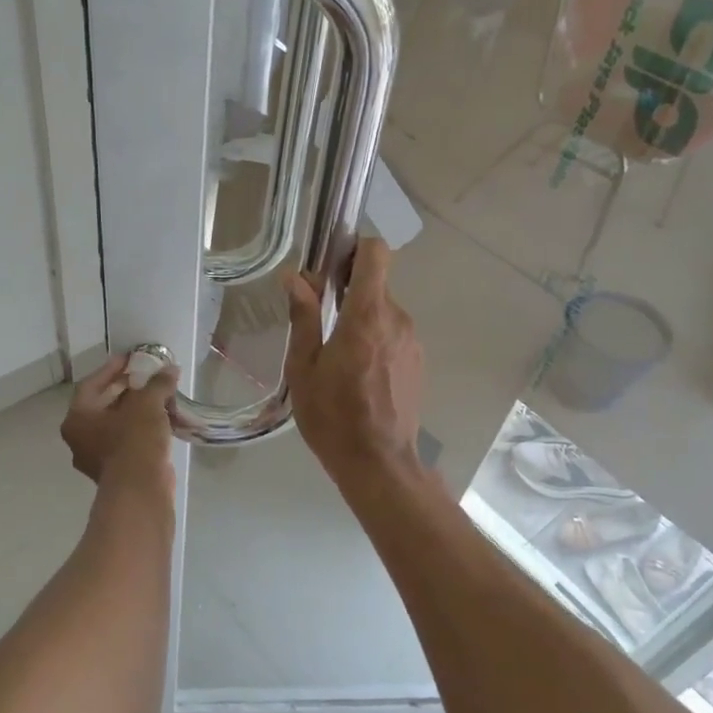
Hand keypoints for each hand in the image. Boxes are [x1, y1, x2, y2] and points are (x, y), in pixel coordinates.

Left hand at [61, 354, 178, 489]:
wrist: (140, 491)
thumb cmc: (134, 441)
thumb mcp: (147, 404)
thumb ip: (157, 383)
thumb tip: (170, 370)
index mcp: (77, 419)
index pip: (91, 384)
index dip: (112, 368)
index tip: (130, 358)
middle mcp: (80, 439)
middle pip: (104, 405)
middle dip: (127, 389)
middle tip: (147, 376)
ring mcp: (97, 458)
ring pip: (117, 425)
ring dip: (137, 410)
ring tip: (159, 397)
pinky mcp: (117, 472)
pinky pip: (128, 442)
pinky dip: (143, 429)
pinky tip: (163, 421)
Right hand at [282, 238, 425, 488]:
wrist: (379, 463)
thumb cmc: (333, 417)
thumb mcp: (304, 368)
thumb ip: (303, 317)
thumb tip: (294, 277)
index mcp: (367, 316)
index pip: (376, 254)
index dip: (354, 249)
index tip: (330, 265)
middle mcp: (397, 320)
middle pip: (376, 283)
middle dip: (348, 290)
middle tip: (319, 318)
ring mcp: (412, 341)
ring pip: (384, 310)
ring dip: (360, 317)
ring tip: (335, 352)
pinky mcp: (418, 360)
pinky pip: (393, 333)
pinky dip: (375, 338)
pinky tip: (357, 372)